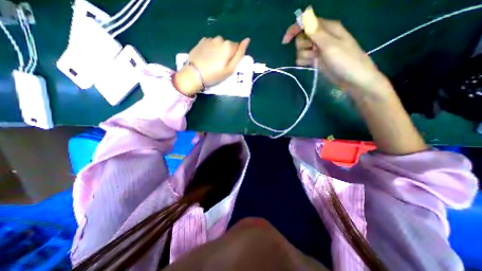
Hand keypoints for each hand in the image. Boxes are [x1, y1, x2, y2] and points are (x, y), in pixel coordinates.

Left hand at [173, 36, 249, 95]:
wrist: (194, 74)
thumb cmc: (215, 75)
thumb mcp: (230, 69)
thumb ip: (239, 55)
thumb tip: (247, 40)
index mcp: (228, 46)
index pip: (237, 48)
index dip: (234, 57)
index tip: (229, 65)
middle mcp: (220, 39)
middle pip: (228, 45)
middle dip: (226, 53)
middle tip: (220, 65)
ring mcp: (210, 39)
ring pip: (219, 44)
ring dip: (218, 51)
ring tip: (213, 62)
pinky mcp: (201, 41)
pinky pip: (211, 44)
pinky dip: (211, 49)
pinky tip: (207, 58)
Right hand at [283, 6, 390, 97]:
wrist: (352, 79)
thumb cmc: (345, 60)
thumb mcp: (330, 45)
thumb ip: (316, 32)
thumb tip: (305, 17)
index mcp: (327, 28)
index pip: (306, 24)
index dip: (294, 30)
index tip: (285, 41)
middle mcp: (321, 38)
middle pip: (301, 38)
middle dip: (302, 46)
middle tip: (312, 52)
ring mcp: (318, 50)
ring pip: (301, 50)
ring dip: (304, 56)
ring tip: (315, 60)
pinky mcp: (316, 61)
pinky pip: (303, 59)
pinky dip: (304, 62)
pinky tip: (311, 65)